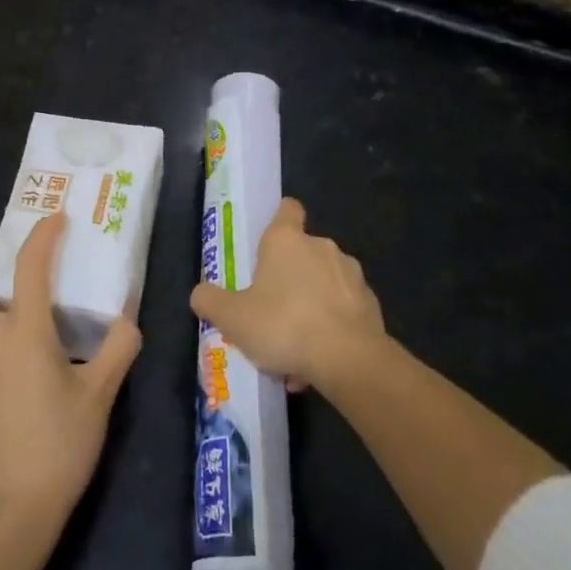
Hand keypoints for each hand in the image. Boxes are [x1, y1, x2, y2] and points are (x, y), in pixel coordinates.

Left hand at [0, 213, 141, 532]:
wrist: (7, 513)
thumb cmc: (59, 447)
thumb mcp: (100, 397)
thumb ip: (117, 351)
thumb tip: (128, 321)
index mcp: (24, 334)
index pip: (30, 267)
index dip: (42, 235)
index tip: (55, 220)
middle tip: (9, 262)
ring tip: (1, 306)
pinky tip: (1, 370)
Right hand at [188, 198, 384, 388]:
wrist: (349, 359)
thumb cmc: (284, 325)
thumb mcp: (233, 318)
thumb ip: (211, 301)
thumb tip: (200, 293)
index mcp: (287, 240)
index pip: (287, 209)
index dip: (279, 219)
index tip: (268, 242)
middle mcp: (322, 246)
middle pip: (302, 252)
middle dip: (289, 277)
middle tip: (271, 310)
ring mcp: (351, 274)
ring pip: (324, 284)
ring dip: (311, 306)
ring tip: (295, 347)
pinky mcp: (370, 303)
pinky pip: (343, 310)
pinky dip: (331, 327)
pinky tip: (317, 360)